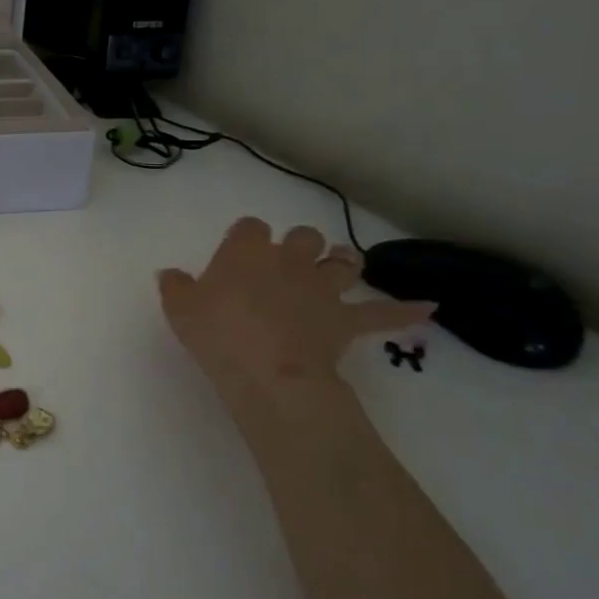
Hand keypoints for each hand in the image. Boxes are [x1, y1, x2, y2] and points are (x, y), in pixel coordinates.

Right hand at [159, 218, 431, 395]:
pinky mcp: (347, 320)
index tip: (238, 252)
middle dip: (299, 244)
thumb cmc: (217, 333)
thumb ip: (175, 286)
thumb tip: (169, 273)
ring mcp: (323, 288)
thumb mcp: (179, 309)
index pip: (250, 227)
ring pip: (344, 262)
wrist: (267, 370)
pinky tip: (428, 309)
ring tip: (338, 267)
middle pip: (303, 236)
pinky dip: (405, 311)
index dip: (246, 237)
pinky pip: (383, 314)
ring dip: (342, 262)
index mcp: (247, 252)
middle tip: (287, 262)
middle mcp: (289, 260)